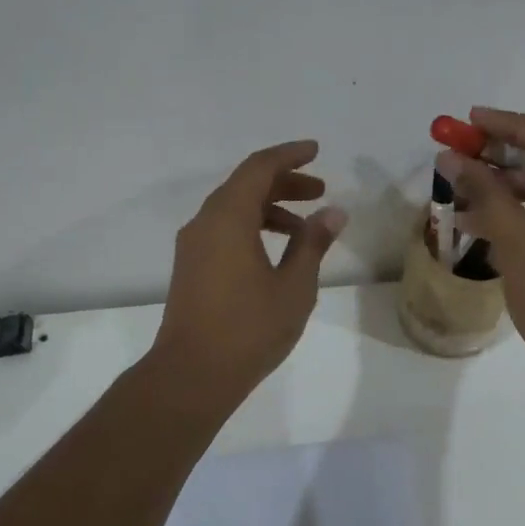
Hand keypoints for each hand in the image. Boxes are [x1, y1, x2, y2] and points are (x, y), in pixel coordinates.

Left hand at [150, 140, 347, 404]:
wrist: (191, 375)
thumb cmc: (249, 328)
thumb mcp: (294, 286)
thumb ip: (313, 243)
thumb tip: (333, 213)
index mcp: (228, 218)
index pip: (259, 168)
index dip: (289, 155)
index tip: (316, 151)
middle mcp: (205, 223)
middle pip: (245, 185)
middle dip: (284, 183)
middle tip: (320, 191)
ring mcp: (193, 246)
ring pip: (233, 209)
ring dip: (270, 208)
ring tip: (306, 227)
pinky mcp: (191, 268)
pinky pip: (224, 230)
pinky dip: (252, 228)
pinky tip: (276, 252)